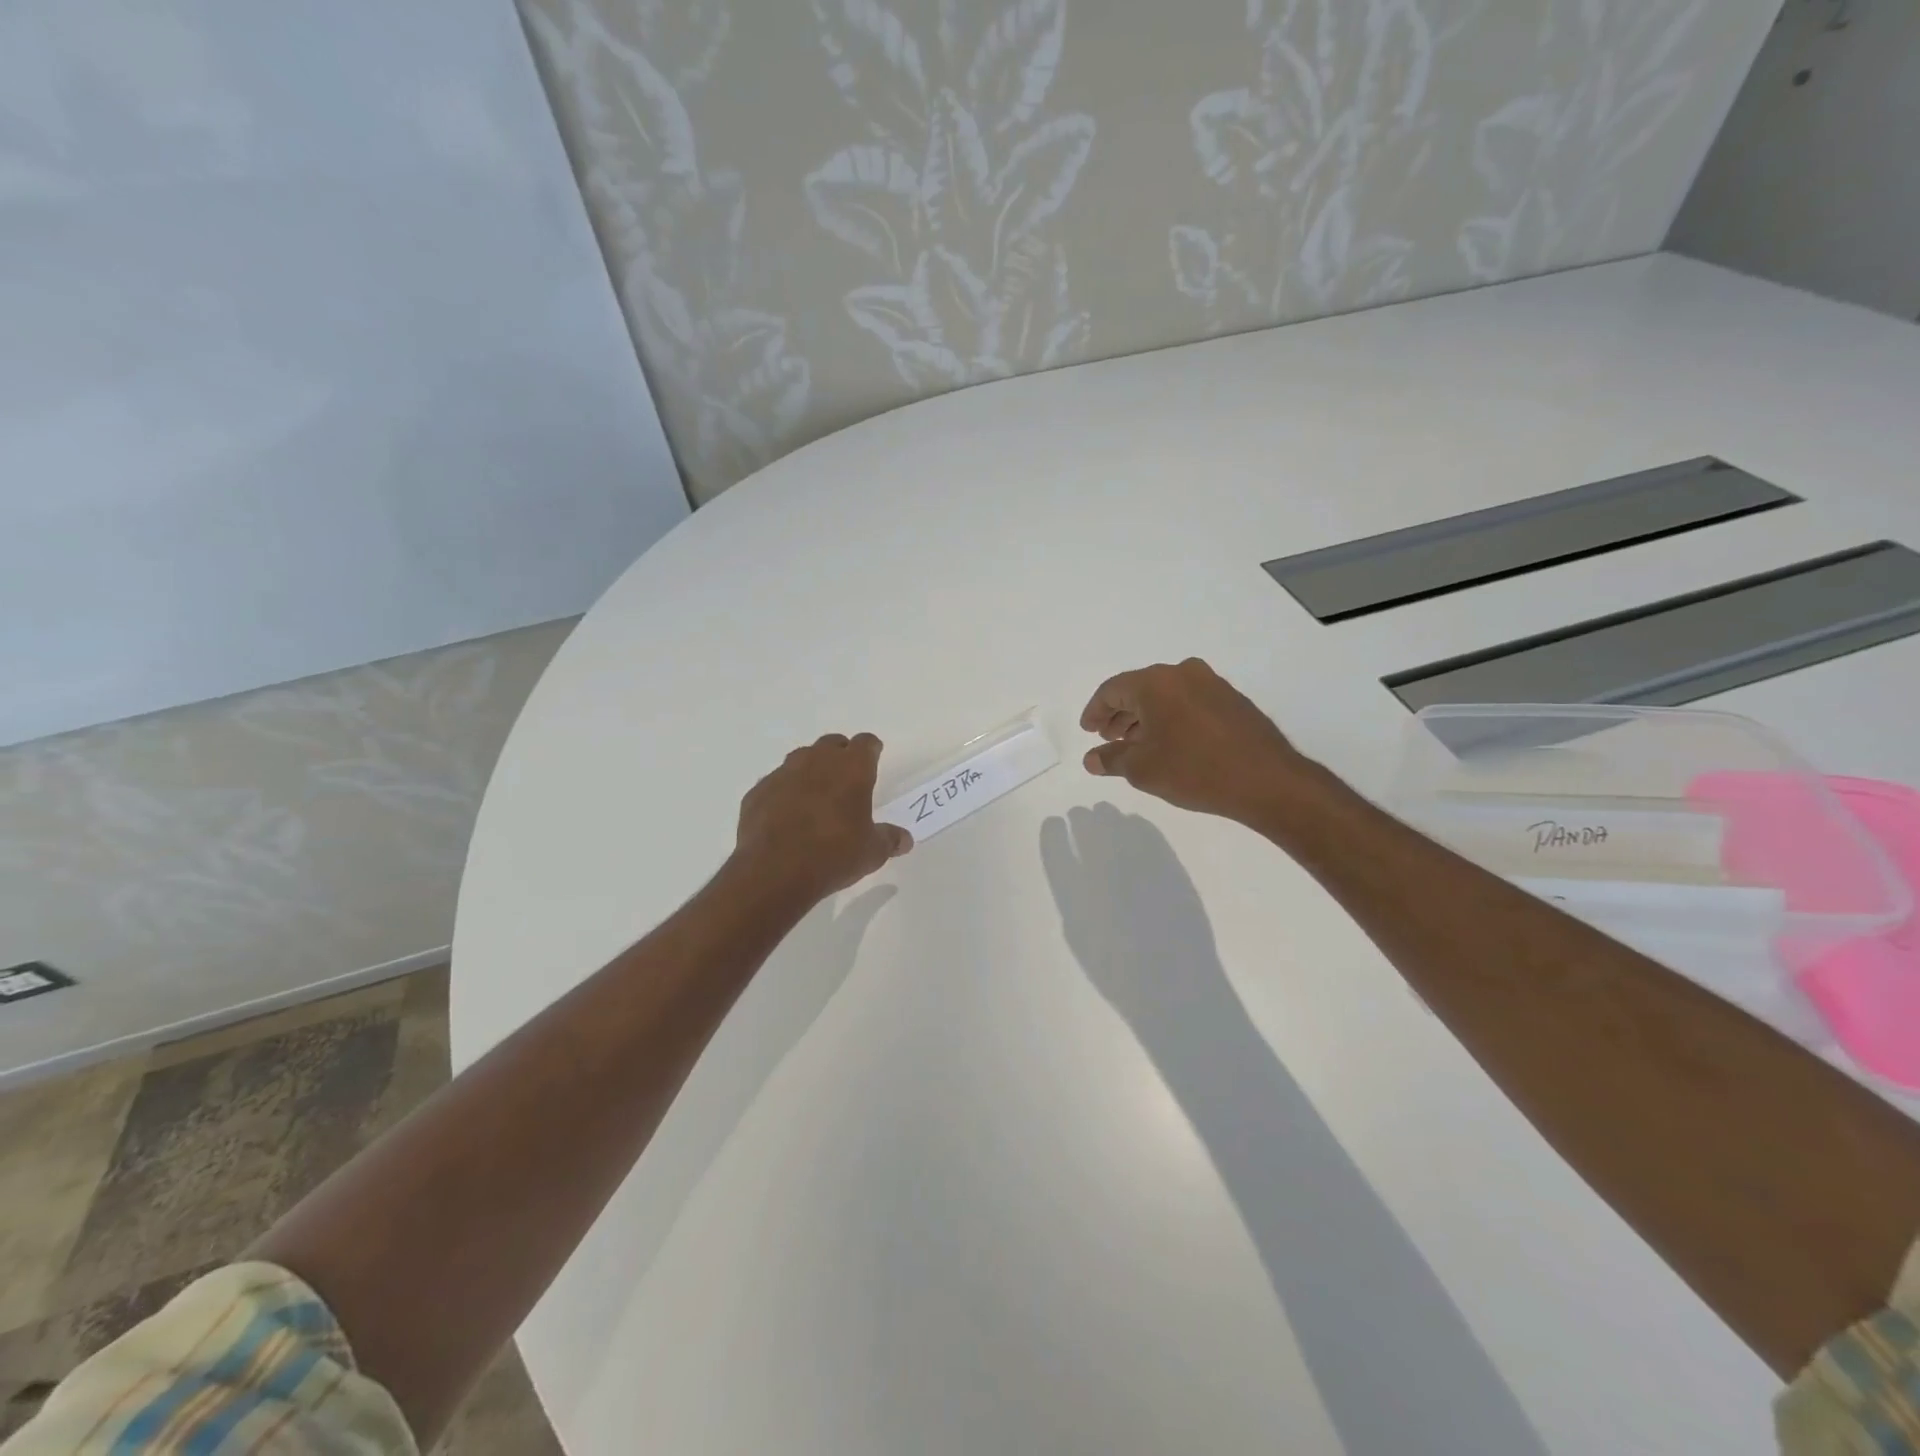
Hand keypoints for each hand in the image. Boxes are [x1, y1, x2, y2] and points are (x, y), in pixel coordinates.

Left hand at [734, 733, 911, 902]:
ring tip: (816, 795)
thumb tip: (904, 840)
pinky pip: (775, 783)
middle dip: (840, 755)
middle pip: (832, 743)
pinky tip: (786, 815)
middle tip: (846, 778)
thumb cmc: (833, 855)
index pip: (866, 743)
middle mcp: (816, 761)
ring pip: (801, 759)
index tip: (874, 758)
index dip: (871, 750)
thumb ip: (890, 839)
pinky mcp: (757, 792)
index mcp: (851, 768)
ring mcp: (783, 774)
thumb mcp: (872, 852)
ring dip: (811, 770)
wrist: (773, 872)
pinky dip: (784, 793)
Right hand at [1078, 658, 1312, 823]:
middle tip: (1109, 738)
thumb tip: (1092, 758)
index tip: (1088, 731)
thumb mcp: (1143, 769)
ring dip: (1146, 717)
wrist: (1267, 781)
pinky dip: (1172, 718)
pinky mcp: (1233, 700)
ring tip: (1137, 745)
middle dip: (1121, 714)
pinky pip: (1189, 702)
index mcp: (1156, 683)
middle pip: (1139, 689)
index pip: (1112, 690)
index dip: (1095, 711)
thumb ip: (1112, 759)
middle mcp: (1183, 673)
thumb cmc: (1194, 770)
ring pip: (1166, 695)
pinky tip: (1171, 743)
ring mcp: (1212, 684)